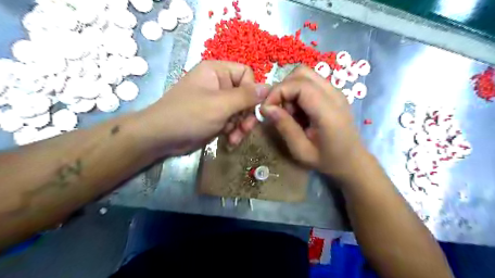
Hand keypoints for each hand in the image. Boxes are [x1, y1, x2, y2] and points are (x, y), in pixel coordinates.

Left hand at [137, 60, 268, 155]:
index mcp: (217, 71)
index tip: (250, 108)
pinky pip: (233, 121)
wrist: (161, 137)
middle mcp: (219, 84)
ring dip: (241, 126)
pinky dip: (234, 132)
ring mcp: (217, 102)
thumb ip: (246, 96)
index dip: (252, 91)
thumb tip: (269, 87)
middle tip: (245, 129)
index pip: (247, 74)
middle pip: (246, 95)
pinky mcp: (216, 117)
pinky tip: (230, 141)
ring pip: (241, 111)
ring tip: (235, 138)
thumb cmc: (189, 115)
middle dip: (247, 115)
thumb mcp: (220, 105)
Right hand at [263, 66, 366, 176]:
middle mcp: (334, 94)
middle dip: (283, 88)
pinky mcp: (334, 93)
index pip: (299, 84)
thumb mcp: (301, 150)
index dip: (278, 92)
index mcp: (328, 111)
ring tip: (290, 112)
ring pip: (305, 74)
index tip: (266, 109)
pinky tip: (299, 111)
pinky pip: (310, 82)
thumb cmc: (327, 160)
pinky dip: (298, 92)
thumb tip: (266, 108)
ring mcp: (336, 91)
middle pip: (301, 72)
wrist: (352, 160)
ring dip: (290, 89)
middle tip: (279, 110)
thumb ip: (284, 127)